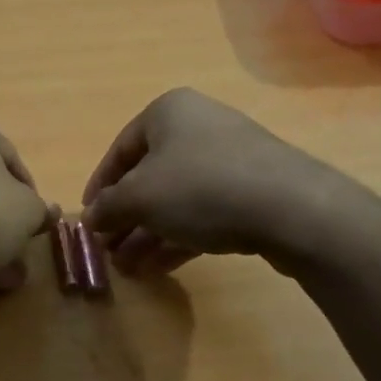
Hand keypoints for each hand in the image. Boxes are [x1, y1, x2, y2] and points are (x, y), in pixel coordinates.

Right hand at [82, 88, 358, 275]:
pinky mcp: (253, 191)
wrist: (291, 208)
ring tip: (129, 267)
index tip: (88, 220)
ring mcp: (230, 159)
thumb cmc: (201, 187)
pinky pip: (204, 212)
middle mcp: (198, 127)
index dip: (99, 187)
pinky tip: (159, 266)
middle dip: (126, 217)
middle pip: (149, 176)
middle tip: (108, 250)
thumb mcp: (139, 198)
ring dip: (148, 232)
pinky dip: (178, 236)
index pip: (120, 149)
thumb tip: (90, 219)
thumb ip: (108, 208)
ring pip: (176, 198)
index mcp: (168, 112)